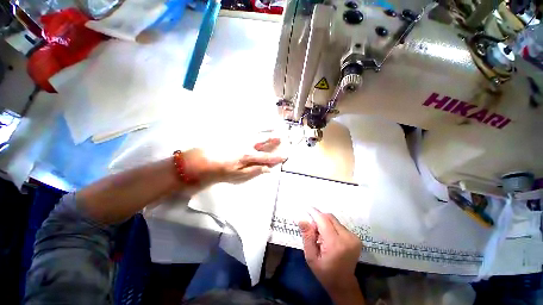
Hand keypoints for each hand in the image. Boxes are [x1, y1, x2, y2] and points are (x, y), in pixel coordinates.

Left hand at [184, 137, 285, 185]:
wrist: (203, 162)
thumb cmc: (222, 171)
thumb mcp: (239, 176)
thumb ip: (254, 171)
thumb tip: (268, 169)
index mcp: (248, 156)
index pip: (266, 157)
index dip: (275, 158)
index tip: (284, 157)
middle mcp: (246, 146)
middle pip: (262, 143)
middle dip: (272, 141)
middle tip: (281, 138)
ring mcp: (239, 140)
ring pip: (255, 135)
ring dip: (264, 131)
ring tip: (272, 128)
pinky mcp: (233, 137)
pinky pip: (246, 130)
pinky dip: (252, 128)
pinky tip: (255, 126)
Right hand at [299, 208, 364, 303]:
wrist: (343, 284)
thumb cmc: (324, 272)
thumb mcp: (311, 256)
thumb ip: (307, 236)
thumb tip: (302, 219)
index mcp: (336, 244)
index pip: (323, 220)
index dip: (314, 212)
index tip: (306, 207)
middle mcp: (347, 238)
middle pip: (329, 217)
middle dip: (319, 219)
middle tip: (313, 230)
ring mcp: (354, 237)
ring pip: (334, 220)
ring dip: (325, 223)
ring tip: (321, 236)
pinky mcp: (356, 237)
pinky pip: (339, 225)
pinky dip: (331, 227)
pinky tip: (328, 238)